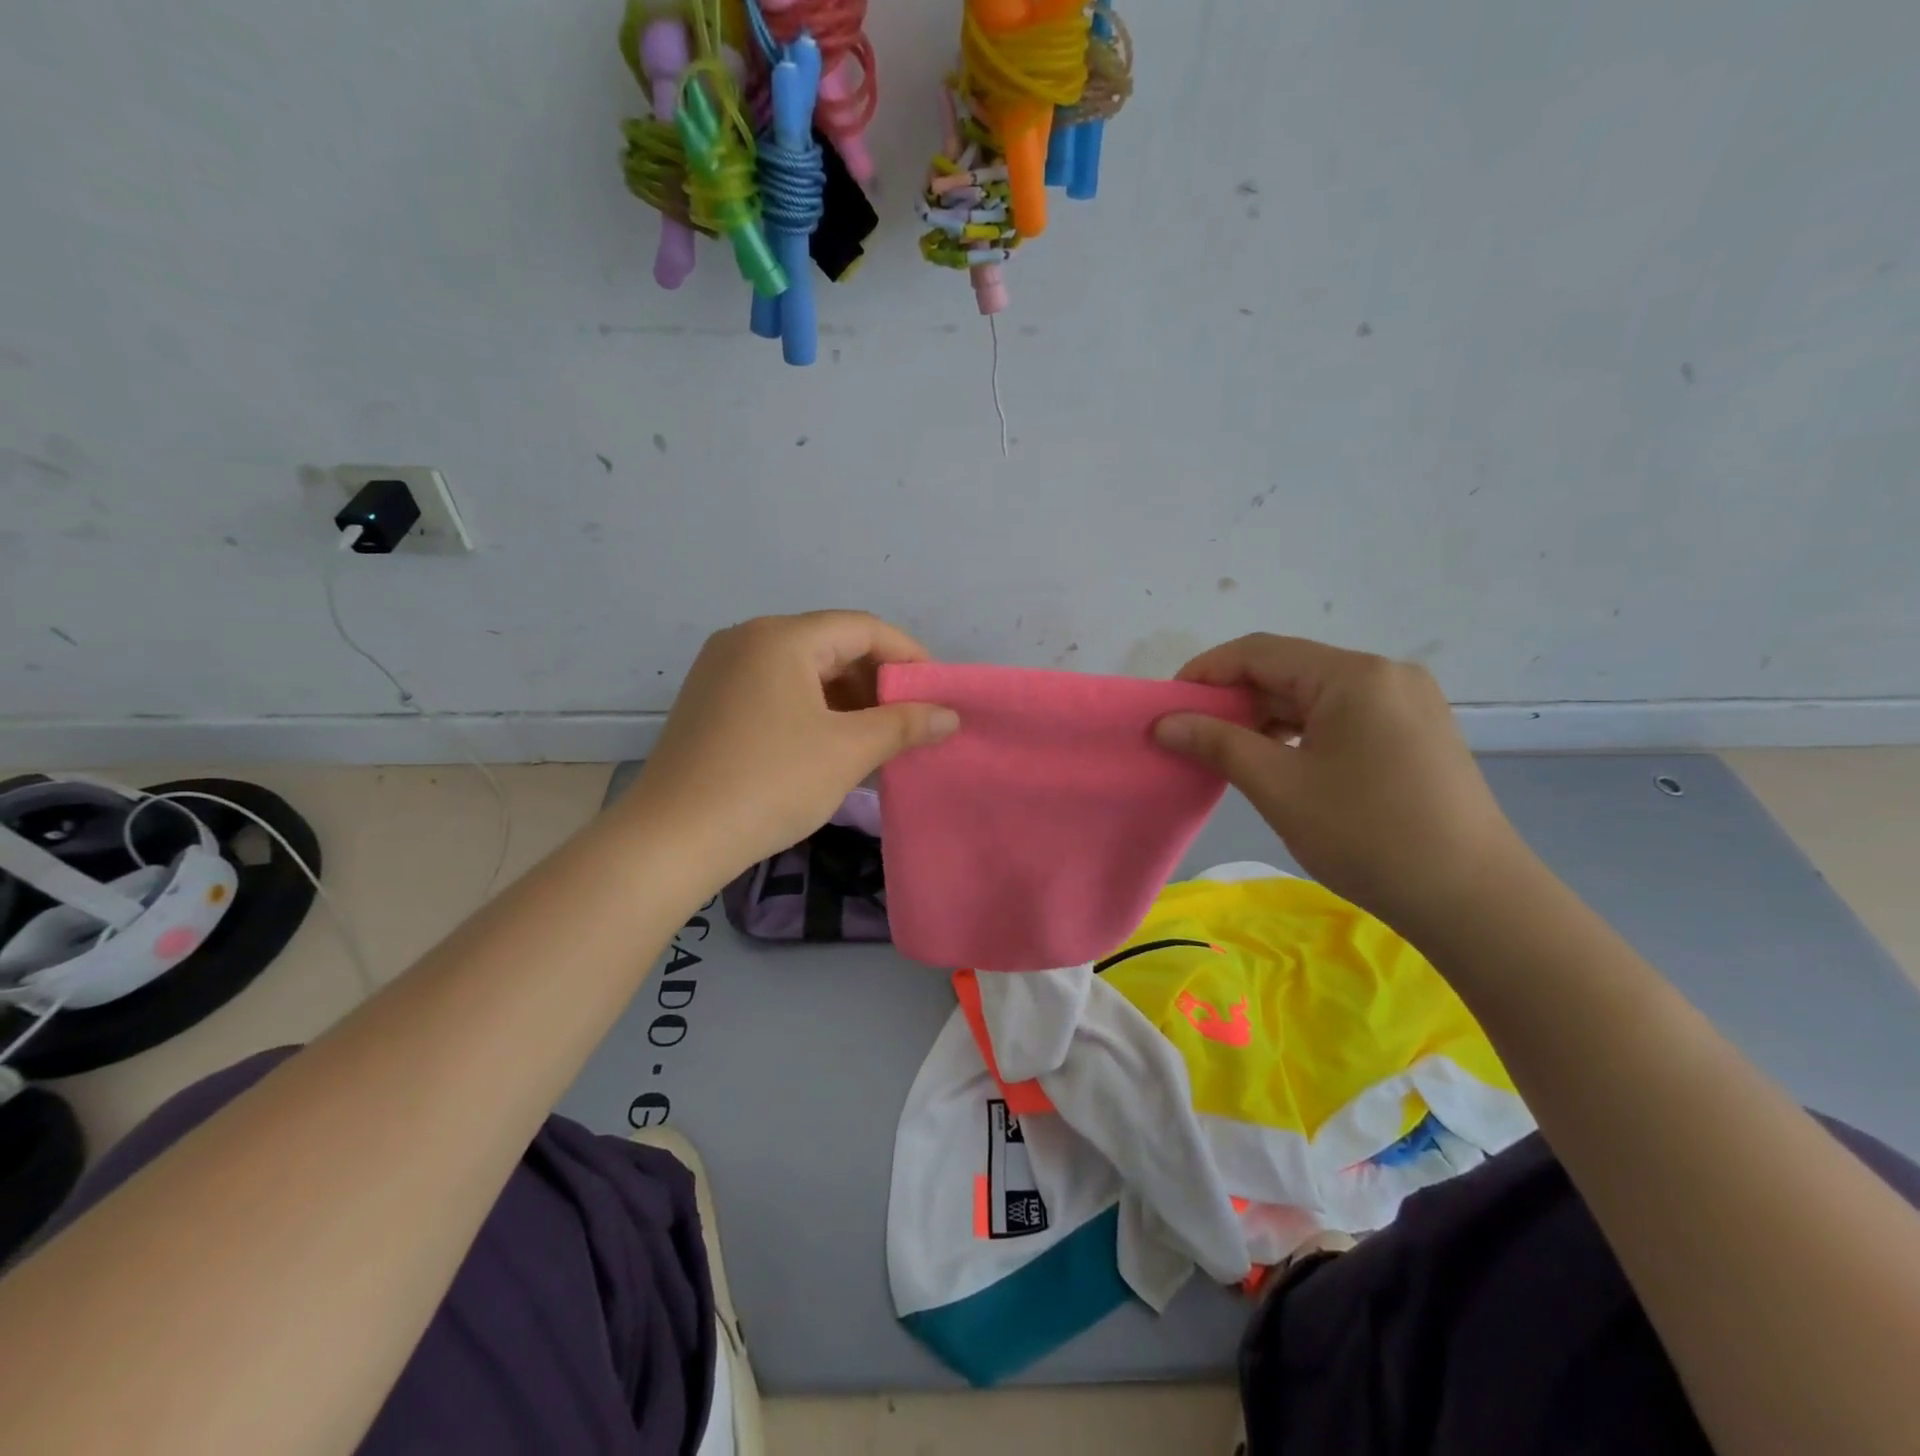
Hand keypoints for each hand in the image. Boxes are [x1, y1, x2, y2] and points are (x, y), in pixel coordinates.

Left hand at [626, 612, 958, 883]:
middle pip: (831, 645)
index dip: (908, 656)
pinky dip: (812, 709)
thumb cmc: (769, 784)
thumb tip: (950, 715)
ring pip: (803, 670)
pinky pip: (775, 689)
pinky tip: (829, 745)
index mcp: (781, 637)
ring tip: (874, 738)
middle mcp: (747, 639)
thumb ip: (905, 725)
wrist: (672, 839)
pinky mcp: (709, 700)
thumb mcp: (847, 752)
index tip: (936, 692)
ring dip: (846, 698)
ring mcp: (721, 668)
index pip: (863, 628)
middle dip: (876, 681)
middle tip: (908, 721)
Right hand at [1154, 634, 1528, 934]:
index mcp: (1353, 675)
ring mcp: (1407, 701)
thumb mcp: (1279, 787)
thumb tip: (1163, 722)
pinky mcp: (1416, 730)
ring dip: (1265, 716)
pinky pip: (1342, 715)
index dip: (1205, 672)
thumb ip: (1217, 743)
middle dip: (1234, 697)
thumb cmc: (1367, 836)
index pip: (1259, 652)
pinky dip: (1300, 730)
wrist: (1472, 898)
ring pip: (1315, 694)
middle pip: (1289, 669)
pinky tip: (1278, 759)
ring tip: (1228, 750)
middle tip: (1191, 734)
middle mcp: (1385, 674)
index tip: (1166, 705)